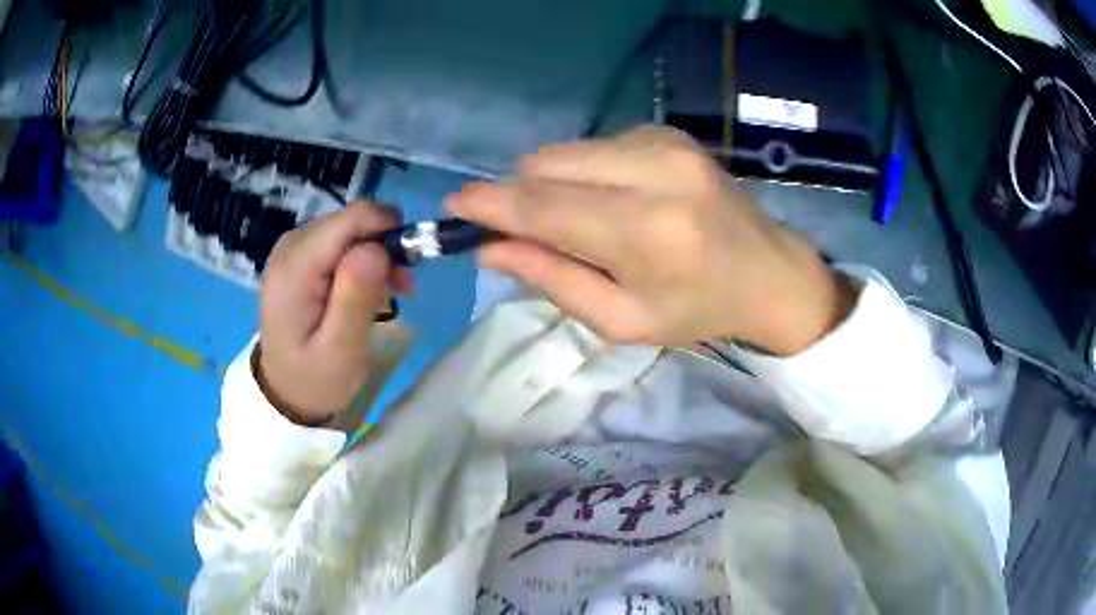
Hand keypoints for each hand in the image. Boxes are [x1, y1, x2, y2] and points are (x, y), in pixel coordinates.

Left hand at [256, 201, 410, 424]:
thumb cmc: (316, 377)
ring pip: (350, 228)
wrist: (285, 391)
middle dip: (383, 247)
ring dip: (375, 256)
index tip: (406, 267)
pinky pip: (340, 241)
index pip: (352, 218)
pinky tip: (367, 289)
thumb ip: (356, 297)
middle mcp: (291, 245)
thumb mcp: (341, 350)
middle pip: (353, 221)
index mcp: (296, 266)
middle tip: (399, 288)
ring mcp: (294, 248)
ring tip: (387, 294)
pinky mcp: (300, 256)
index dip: (387, 231)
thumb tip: (377, 247)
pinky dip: (361, 260)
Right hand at [447, 126, 853, 355]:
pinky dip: (583, 171)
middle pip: (546, 165)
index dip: (490, 205)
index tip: (454, 205)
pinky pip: (595, 144)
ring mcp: (664, 144)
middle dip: (519, 194)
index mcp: (646, 233)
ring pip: (566, 150)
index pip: (544, 207)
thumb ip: (552, 280)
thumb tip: (489, 248)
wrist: (770, 273)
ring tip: (581, 221)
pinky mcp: (667, 133)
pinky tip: (610, 199)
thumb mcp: (622, 320)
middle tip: (523, 229)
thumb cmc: (698, 311)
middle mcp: (654, 173)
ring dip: (552, 182)